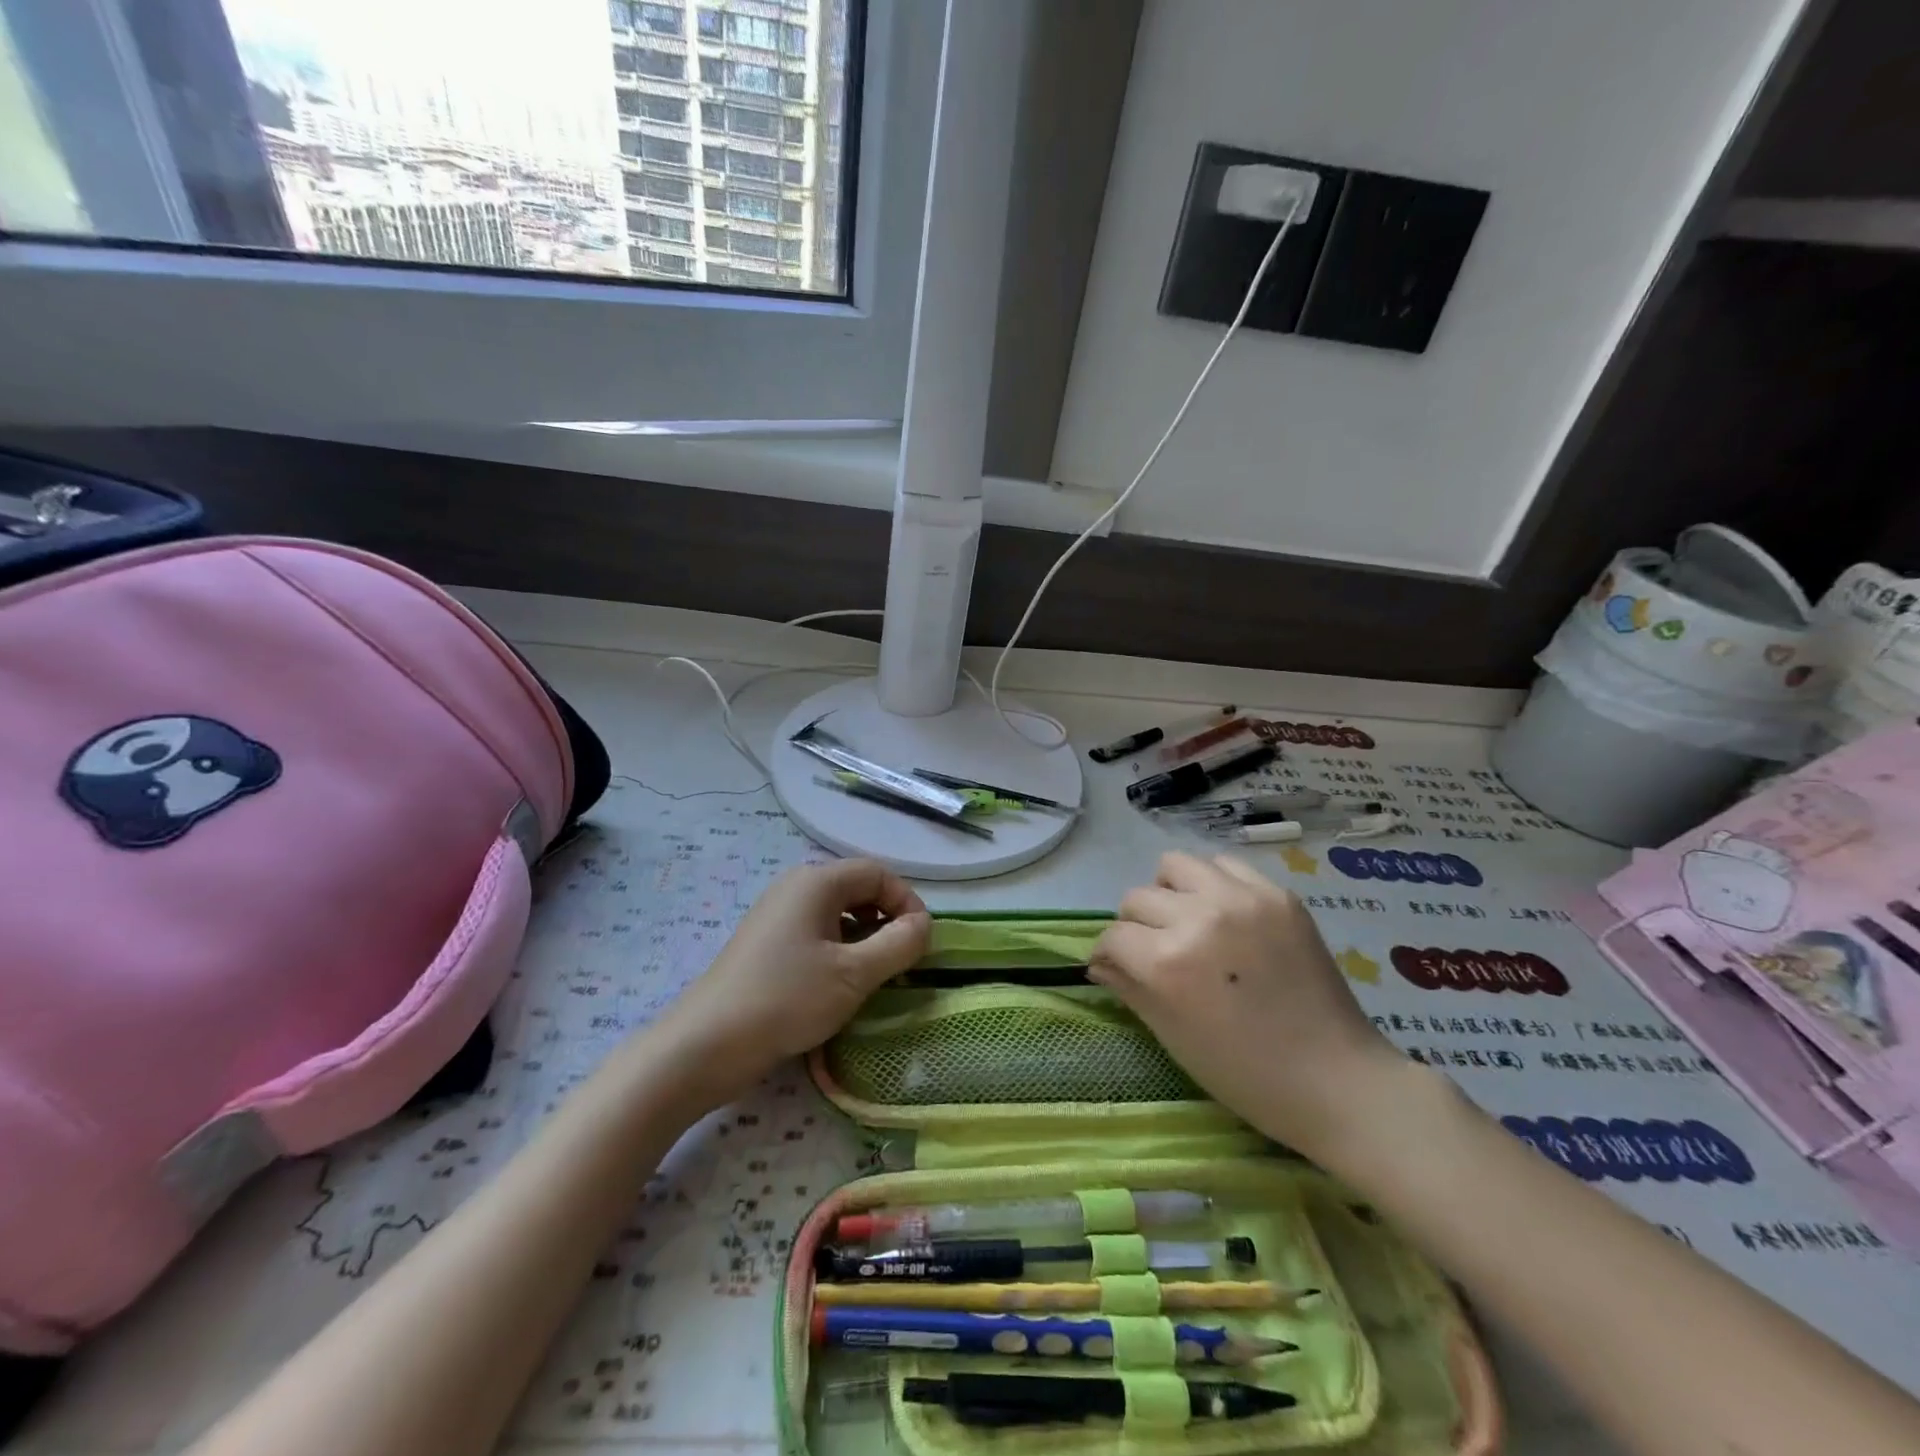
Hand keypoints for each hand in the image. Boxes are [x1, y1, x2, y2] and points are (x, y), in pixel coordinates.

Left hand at [657, 859, 930, 1106]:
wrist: (706, 1045)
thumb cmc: (787, 999)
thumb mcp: (854, 973)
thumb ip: (899, 944)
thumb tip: (924, 924)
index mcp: (816, 882)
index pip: (878, 873)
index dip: (907, 902)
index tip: (922, 942)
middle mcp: (796, 888)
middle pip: (857, 889)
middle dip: (887, 921)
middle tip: (902, 962)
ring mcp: (777, 916)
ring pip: (838, 915)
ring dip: (865, 939)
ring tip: (875, 977)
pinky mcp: (767, 945)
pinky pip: (816, 934)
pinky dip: (840, 951)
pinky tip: (841, 986)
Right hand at [1090, 851, 1401, 1162]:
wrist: (1334, 1079)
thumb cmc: (1244, 1073)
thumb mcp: (1172, 1035)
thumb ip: (1129, 988)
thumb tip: (1099, 964)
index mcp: (1167, 962)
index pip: (1114, 936)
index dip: (1107, 954)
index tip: (1115, 965)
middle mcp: (1198, 918)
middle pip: (1138, 897)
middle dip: (1135, 925)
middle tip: (1154, 949)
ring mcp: (1241, 900)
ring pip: (1175, 865)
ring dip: (1170, 891)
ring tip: (1187, 919)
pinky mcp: (1277, 894)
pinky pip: (1225, 866)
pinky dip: (1213, 884)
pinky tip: (1224, 913)